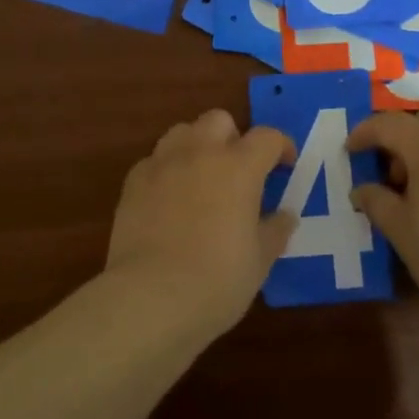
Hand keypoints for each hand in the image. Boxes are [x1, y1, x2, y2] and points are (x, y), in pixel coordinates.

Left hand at [104, 109, 296, 339]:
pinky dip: (167, 171)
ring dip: (197, 146)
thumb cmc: (216, 281)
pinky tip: (169, 200)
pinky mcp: (133, 181)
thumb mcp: (260, 261)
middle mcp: (201, 152)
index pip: (267, 137)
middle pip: (220, 120)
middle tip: (239, 171)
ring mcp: (163, 162)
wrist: (149, 298)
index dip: (281, 147)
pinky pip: (155, 160)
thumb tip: (285, 215)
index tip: (285, 166)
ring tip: (202, 179)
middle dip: (233, 137)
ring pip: (183, 132)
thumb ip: (275, 230)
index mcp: (239, 167)